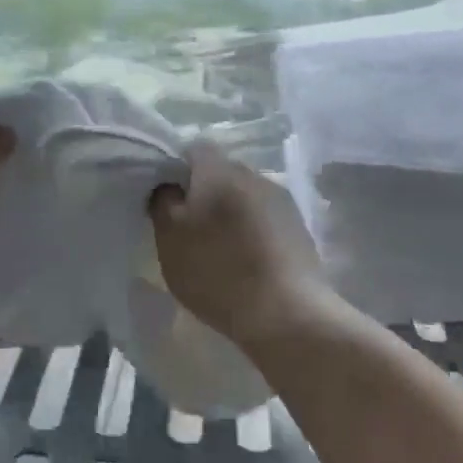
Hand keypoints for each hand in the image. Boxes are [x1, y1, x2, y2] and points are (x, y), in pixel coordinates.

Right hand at [150, 143, 332, 349]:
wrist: (287, 313)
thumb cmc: (217, 270)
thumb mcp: (170, 238)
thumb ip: (163, 201)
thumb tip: (169, 185)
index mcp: (219, 170)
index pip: (192, 149)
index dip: (174, 169)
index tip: (165, 199)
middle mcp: (254, 174)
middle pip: (220, 172)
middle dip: (202, 193)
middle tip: (187, 227)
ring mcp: (282, 201)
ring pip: (243, 196)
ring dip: (228, 214)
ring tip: (217, 248)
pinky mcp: (299, 228)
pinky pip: (264, 219)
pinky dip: (250, 232)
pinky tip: (245, 261)